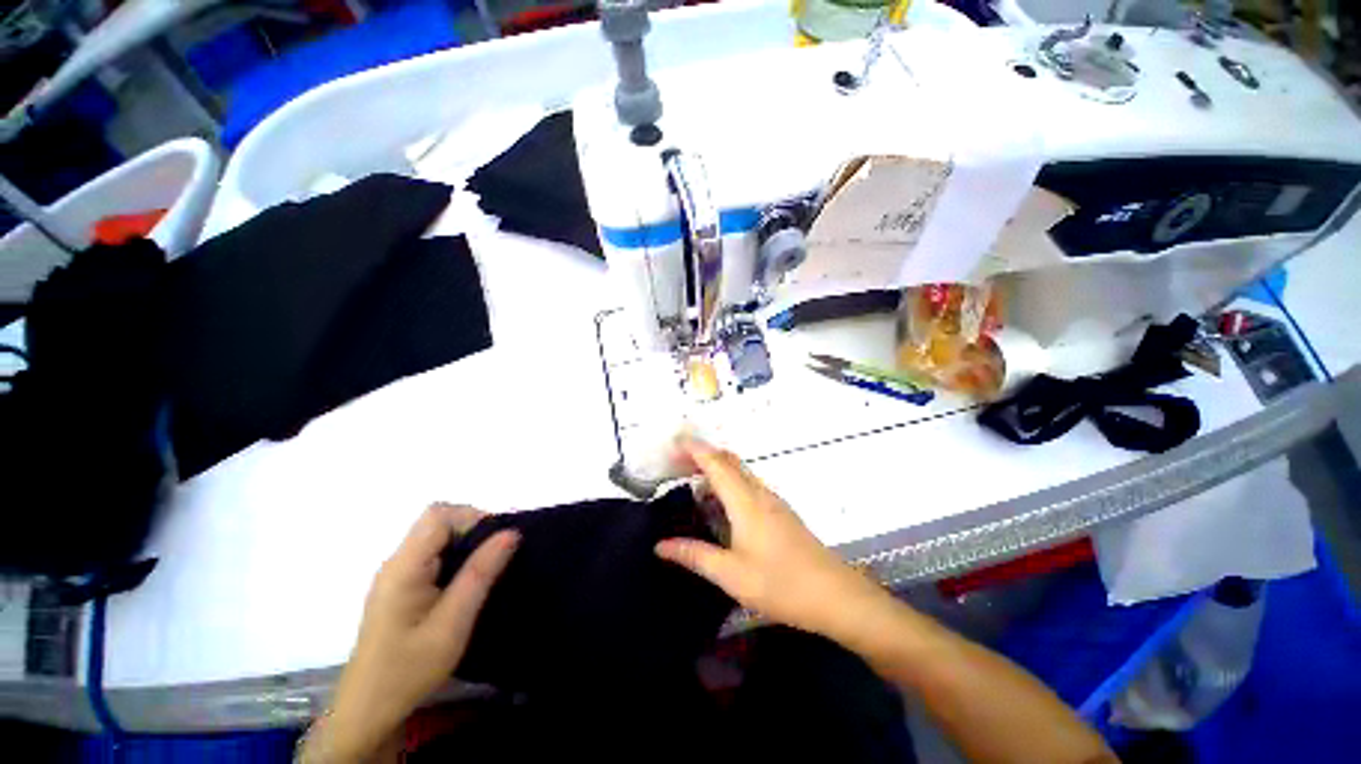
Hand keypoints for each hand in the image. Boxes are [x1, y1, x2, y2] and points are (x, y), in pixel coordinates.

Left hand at [304, 505, 518, 762]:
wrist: (369, 710)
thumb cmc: (409, 669)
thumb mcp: (453, 623)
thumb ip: (480, 574)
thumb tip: (510, 532)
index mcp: (404, 567)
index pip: (439, 515)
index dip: (472, 518)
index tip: (497, 542)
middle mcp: (396, 563)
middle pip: (437, 521)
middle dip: (473, 529)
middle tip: (497, 556)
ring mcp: (396, 575)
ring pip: (436, 537)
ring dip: (466, 544)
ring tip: (487, 569)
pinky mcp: (400, 587)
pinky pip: (432, 554)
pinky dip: (456, 557)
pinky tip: (466, 583)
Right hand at [654, 437, 886, 640]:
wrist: (836, 596)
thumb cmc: (782, 585)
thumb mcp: (732, 575)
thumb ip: (695, 555)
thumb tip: (660, 545)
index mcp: (745, 502)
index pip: (715, 463)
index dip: (693, 448)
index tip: (672, 443)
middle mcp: (759, 493)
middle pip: (728, 460)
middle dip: (701, 454)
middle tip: (675, 463)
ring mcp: (772, 501)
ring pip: (739, 471)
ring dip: (715, 467)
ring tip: (691, 480)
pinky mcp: (779, 512)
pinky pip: (748, 484)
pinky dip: (727, 482)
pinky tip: (719, 504)